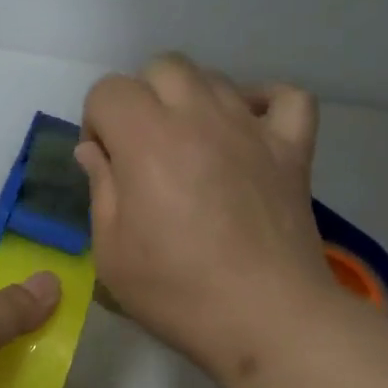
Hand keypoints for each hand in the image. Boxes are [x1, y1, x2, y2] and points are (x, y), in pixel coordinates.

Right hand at [76, 54, 335, 385]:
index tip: (106, 165)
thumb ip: (99, 188)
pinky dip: (265, 102)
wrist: (265, 319)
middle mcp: (199, 117)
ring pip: (215, 77)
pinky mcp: (292, 149)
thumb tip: (94, 150)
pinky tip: (248, 128)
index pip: (109, 90)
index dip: (96, 121)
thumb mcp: (111, 251)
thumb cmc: (176, 292)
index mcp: (147, 140)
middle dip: (141, 99)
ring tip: (191, 147)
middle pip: (162, 67)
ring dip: (191, 101)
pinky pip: (287, 97)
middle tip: (144, 151)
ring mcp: (252, 128)